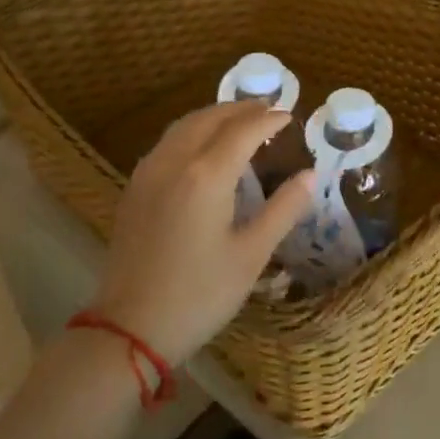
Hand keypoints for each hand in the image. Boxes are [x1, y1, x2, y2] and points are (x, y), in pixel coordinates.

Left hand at [91, 101, 312, 365]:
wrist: (129, 329)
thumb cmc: (199, 295)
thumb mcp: (252, 255)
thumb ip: (284, 209)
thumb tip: (310, 175)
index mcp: (206, 175)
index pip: (244, 130)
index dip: (269, 120)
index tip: (290, 116)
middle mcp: (174, 162)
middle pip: (210, 118)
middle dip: (241, 109)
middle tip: (268, 110)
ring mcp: (148, 173)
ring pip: (184, 126)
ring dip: (214, 116)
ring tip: (239, 121)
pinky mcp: (134, 189)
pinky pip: (167, 142)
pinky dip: (192, 131)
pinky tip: (203, 147)